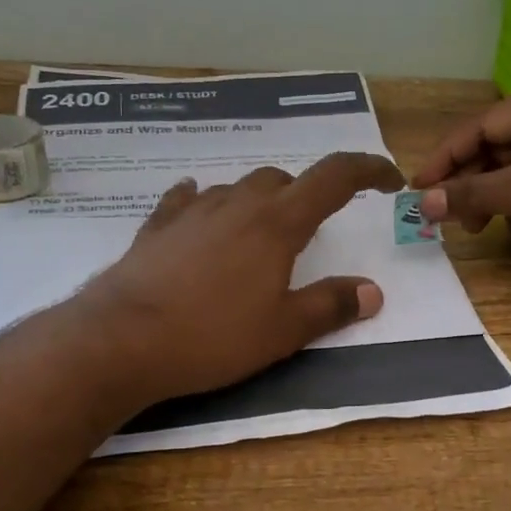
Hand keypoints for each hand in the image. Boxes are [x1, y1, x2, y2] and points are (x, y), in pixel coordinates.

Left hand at [71, 152, 403, 404]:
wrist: (121, 339)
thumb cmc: (212, 336)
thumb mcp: (282, 331)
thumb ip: (329, 306)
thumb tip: (372, 291)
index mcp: (277, 224)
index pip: (333, 179)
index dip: (367, 170)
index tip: (388, 180)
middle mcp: (237, 205)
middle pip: (282, 180)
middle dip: (306, 196)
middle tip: (312, 232)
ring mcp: (192, 212)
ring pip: (237, 189)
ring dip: (259, 202)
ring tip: (260, 235)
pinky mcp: (157, 228)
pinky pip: (187, 201)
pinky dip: (204, 203)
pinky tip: (198, 211)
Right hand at [412, 84, 510, 289]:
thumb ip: (470, 193)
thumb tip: (423, 203)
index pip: (483, 124)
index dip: (447, 155)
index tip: (419, 186)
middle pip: (496, 148)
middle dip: (468, 181)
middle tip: (444, 213)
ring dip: (488, 199)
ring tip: (473, 226)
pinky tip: (509, 231)